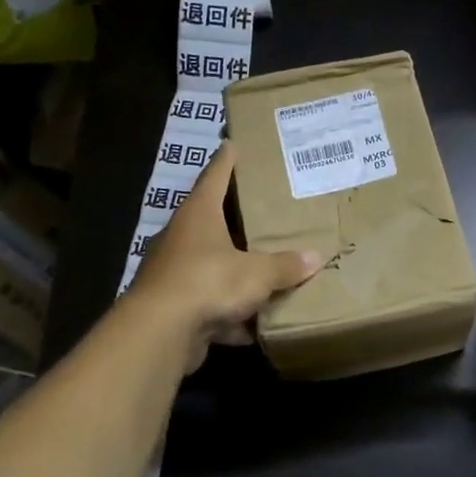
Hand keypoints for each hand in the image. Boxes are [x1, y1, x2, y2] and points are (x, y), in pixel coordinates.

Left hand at [128, 144, 320, 370]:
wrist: (161, 332)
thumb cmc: (209, 282)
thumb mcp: (257, 273)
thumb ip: (285, 266)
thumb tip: (314, 257)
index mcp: (199, 215)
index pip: (215, 176)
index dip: (227, 161)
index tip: (233, 144)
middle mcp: (183, 237)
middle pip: (211, 220)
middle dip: (234, 218)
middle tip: (262, 210)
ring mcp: (175, 272)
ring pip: (210, 265)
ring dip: (233, 271)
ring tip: (264, 270)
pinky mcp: (175, 306)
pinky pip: (209, 304)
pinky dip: (229, 314)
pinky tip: (253, 326)